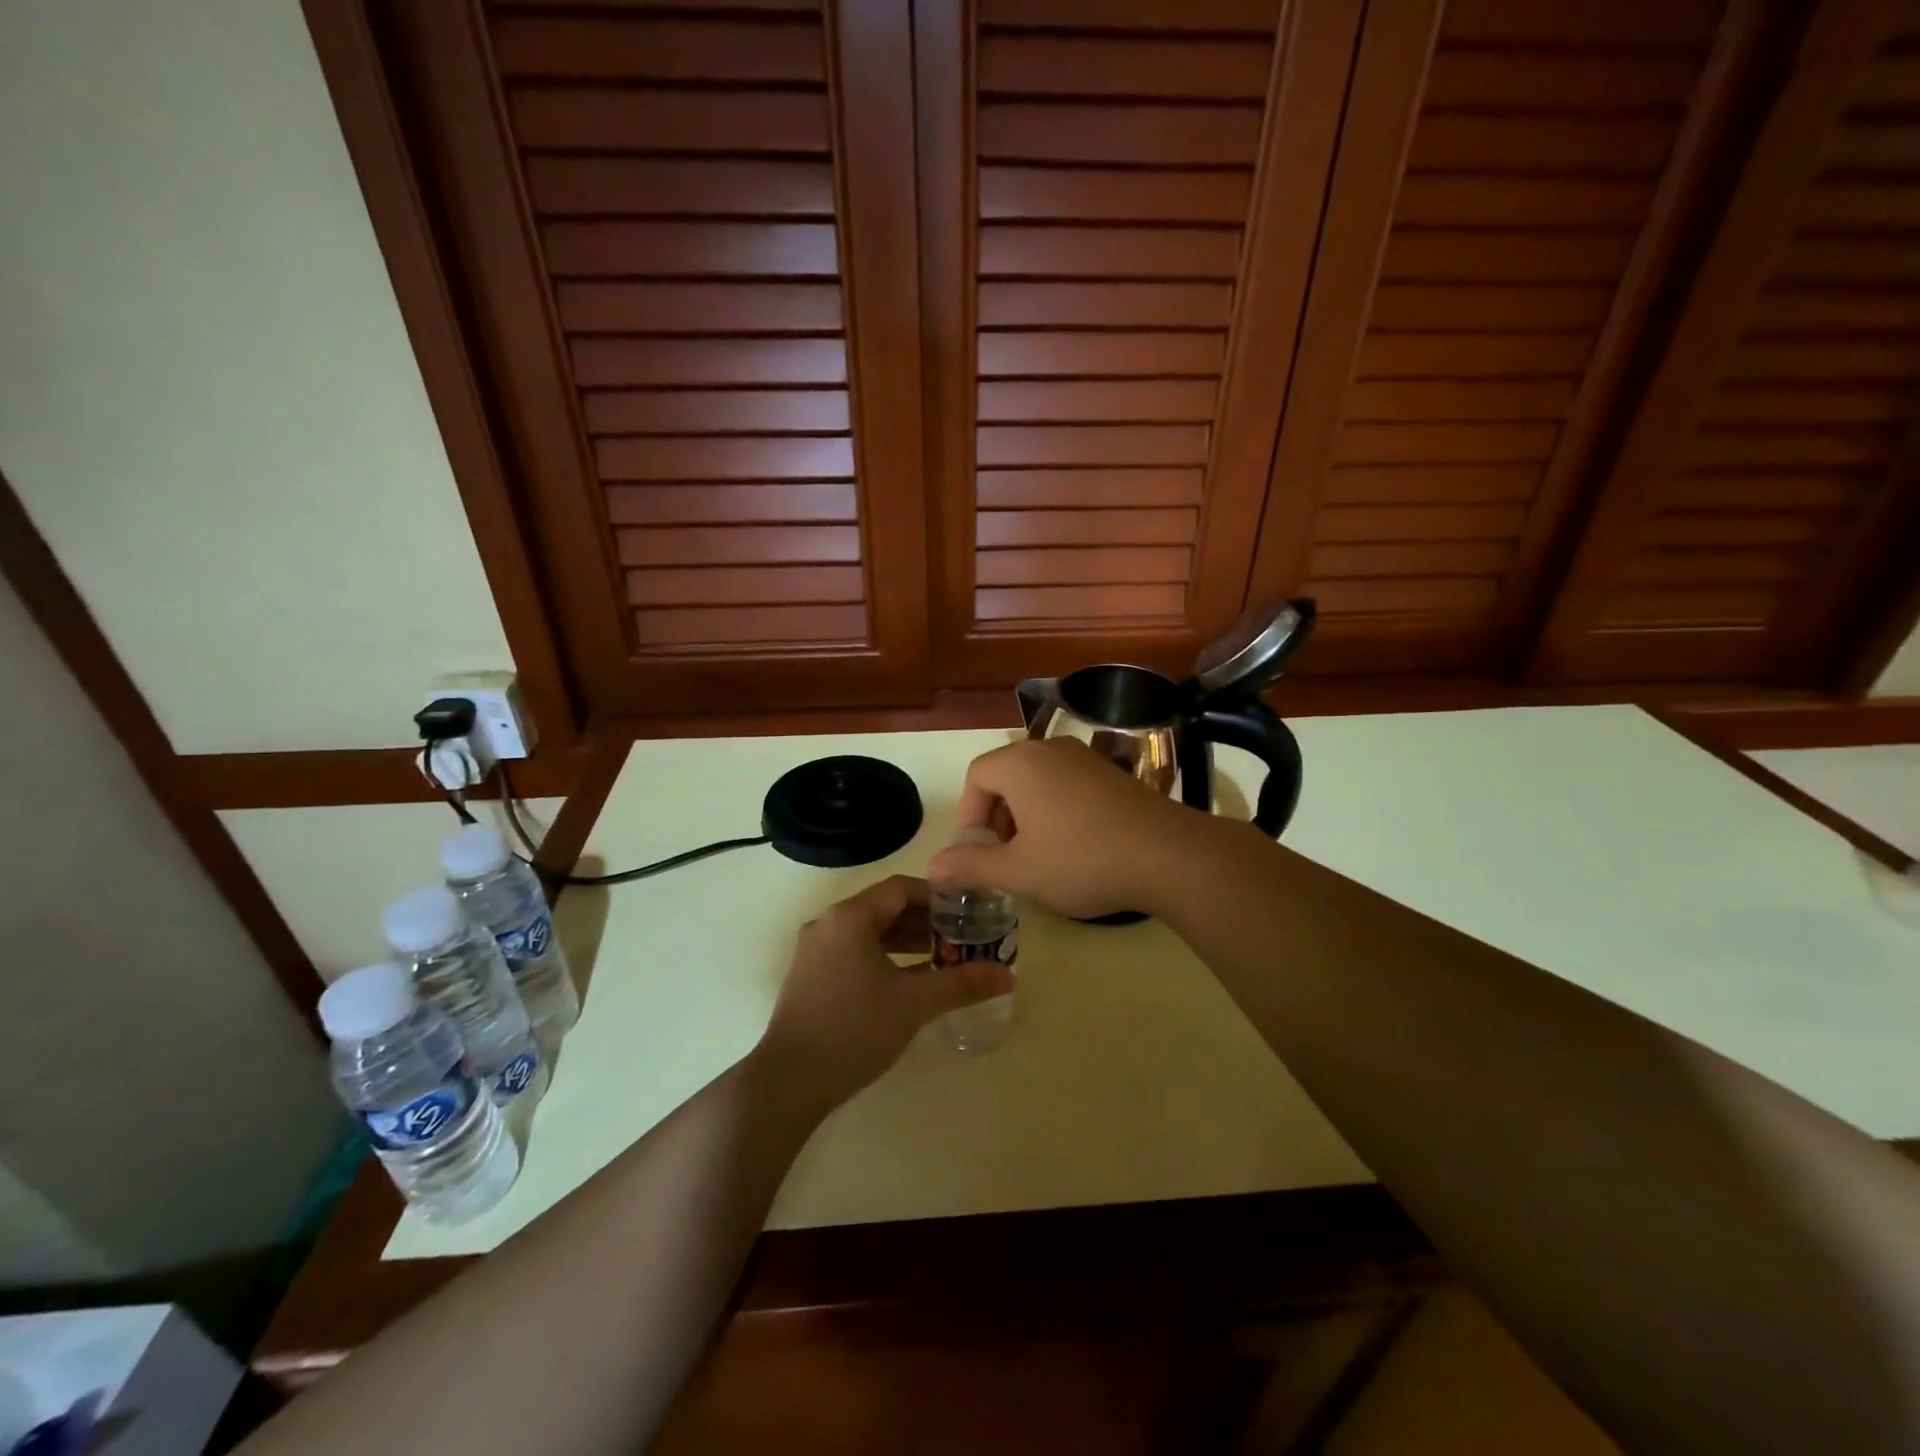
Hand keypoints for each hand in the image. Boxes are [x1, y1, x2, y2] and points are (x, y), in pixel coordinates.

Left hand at [755, 876, 1014, 1109]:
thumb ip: (962, 983)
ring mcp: (815, 950)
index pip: (900, 888)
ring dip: (904, 941)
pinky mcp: (810, 975)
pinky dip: (883, 957)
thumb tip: (1008, 975)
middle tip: (959, 938)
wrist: (790, 1081)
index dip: (937, 896)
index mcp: (851, 917)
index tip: (966, 912)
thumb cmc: (855, 1029)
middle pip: (884, 907)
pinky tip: (907, 982)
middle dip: (924, 921)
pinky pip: (853, 951)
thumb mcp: (915, 1003)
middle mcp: (829, 923)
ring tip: (939, 960)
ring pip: (868, 931)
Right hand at [927, 738, 1199, 919]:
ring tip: (1037, 855)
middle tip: (1004, 857)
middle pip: (1005, 775)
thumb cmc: (1081, 859)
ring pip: (1037, 780)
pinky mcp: (1112, 772)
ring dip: (1026, 815)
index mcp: (1020, 763)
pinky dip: (1056, 810)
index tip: (979, 852)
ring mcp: (1085, 757)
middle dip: (997, 817)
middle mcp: (1050, 749)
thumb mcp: (1018, 871)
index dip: (969, 814)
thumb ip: (971, 866)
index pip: (976, 776)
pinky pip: (1067, 784)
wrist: (1167, 854)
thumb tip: (933, 866)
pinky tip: (1074, 846)